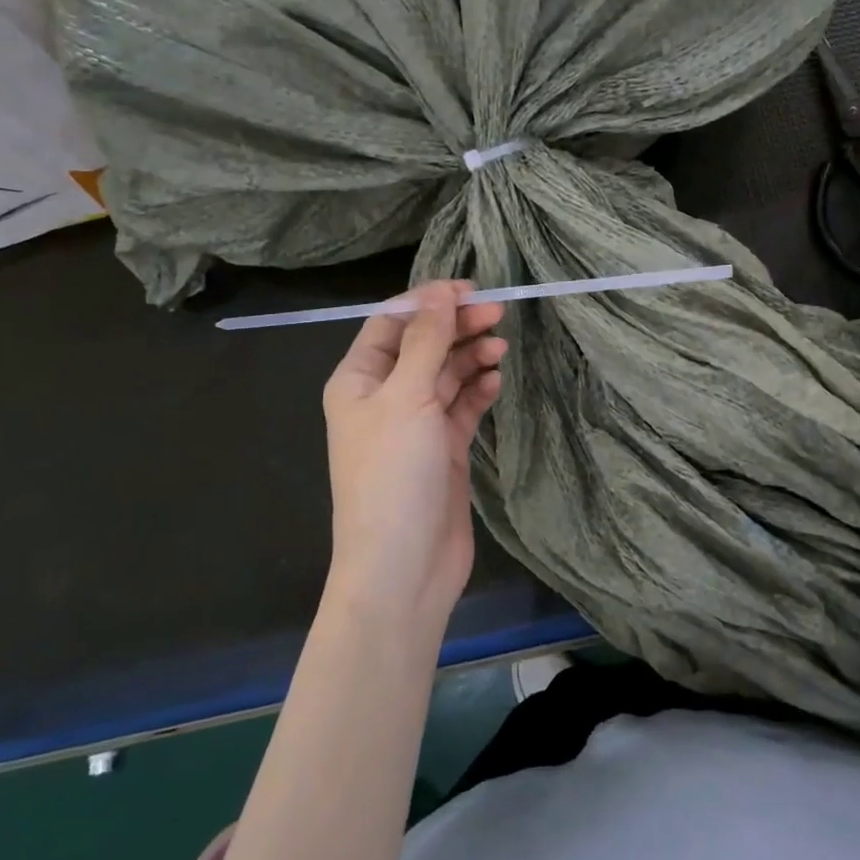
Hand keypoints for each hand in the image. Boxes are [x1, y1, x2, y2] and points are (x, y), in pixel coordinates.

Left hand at [321, 281, 506, 629]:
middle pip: (423, 345)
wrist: (403, 569)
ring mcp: (415, 424)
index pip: (392, 323)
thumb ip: (426, 341)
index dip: (428, 302)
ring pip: (446, 374)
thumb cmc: (393, 475)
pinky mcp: (443, 449)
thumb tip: (439, 291)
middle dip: (456, 327)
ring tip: (500, 349)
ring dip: (471, 357)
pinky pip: (461, 406)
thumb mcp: (408, 398)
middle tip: (498, 314)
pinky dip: (478, 391)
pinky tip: (495, 382)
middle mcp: (384, 397)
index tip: (470, 290)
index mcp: (359, 380)